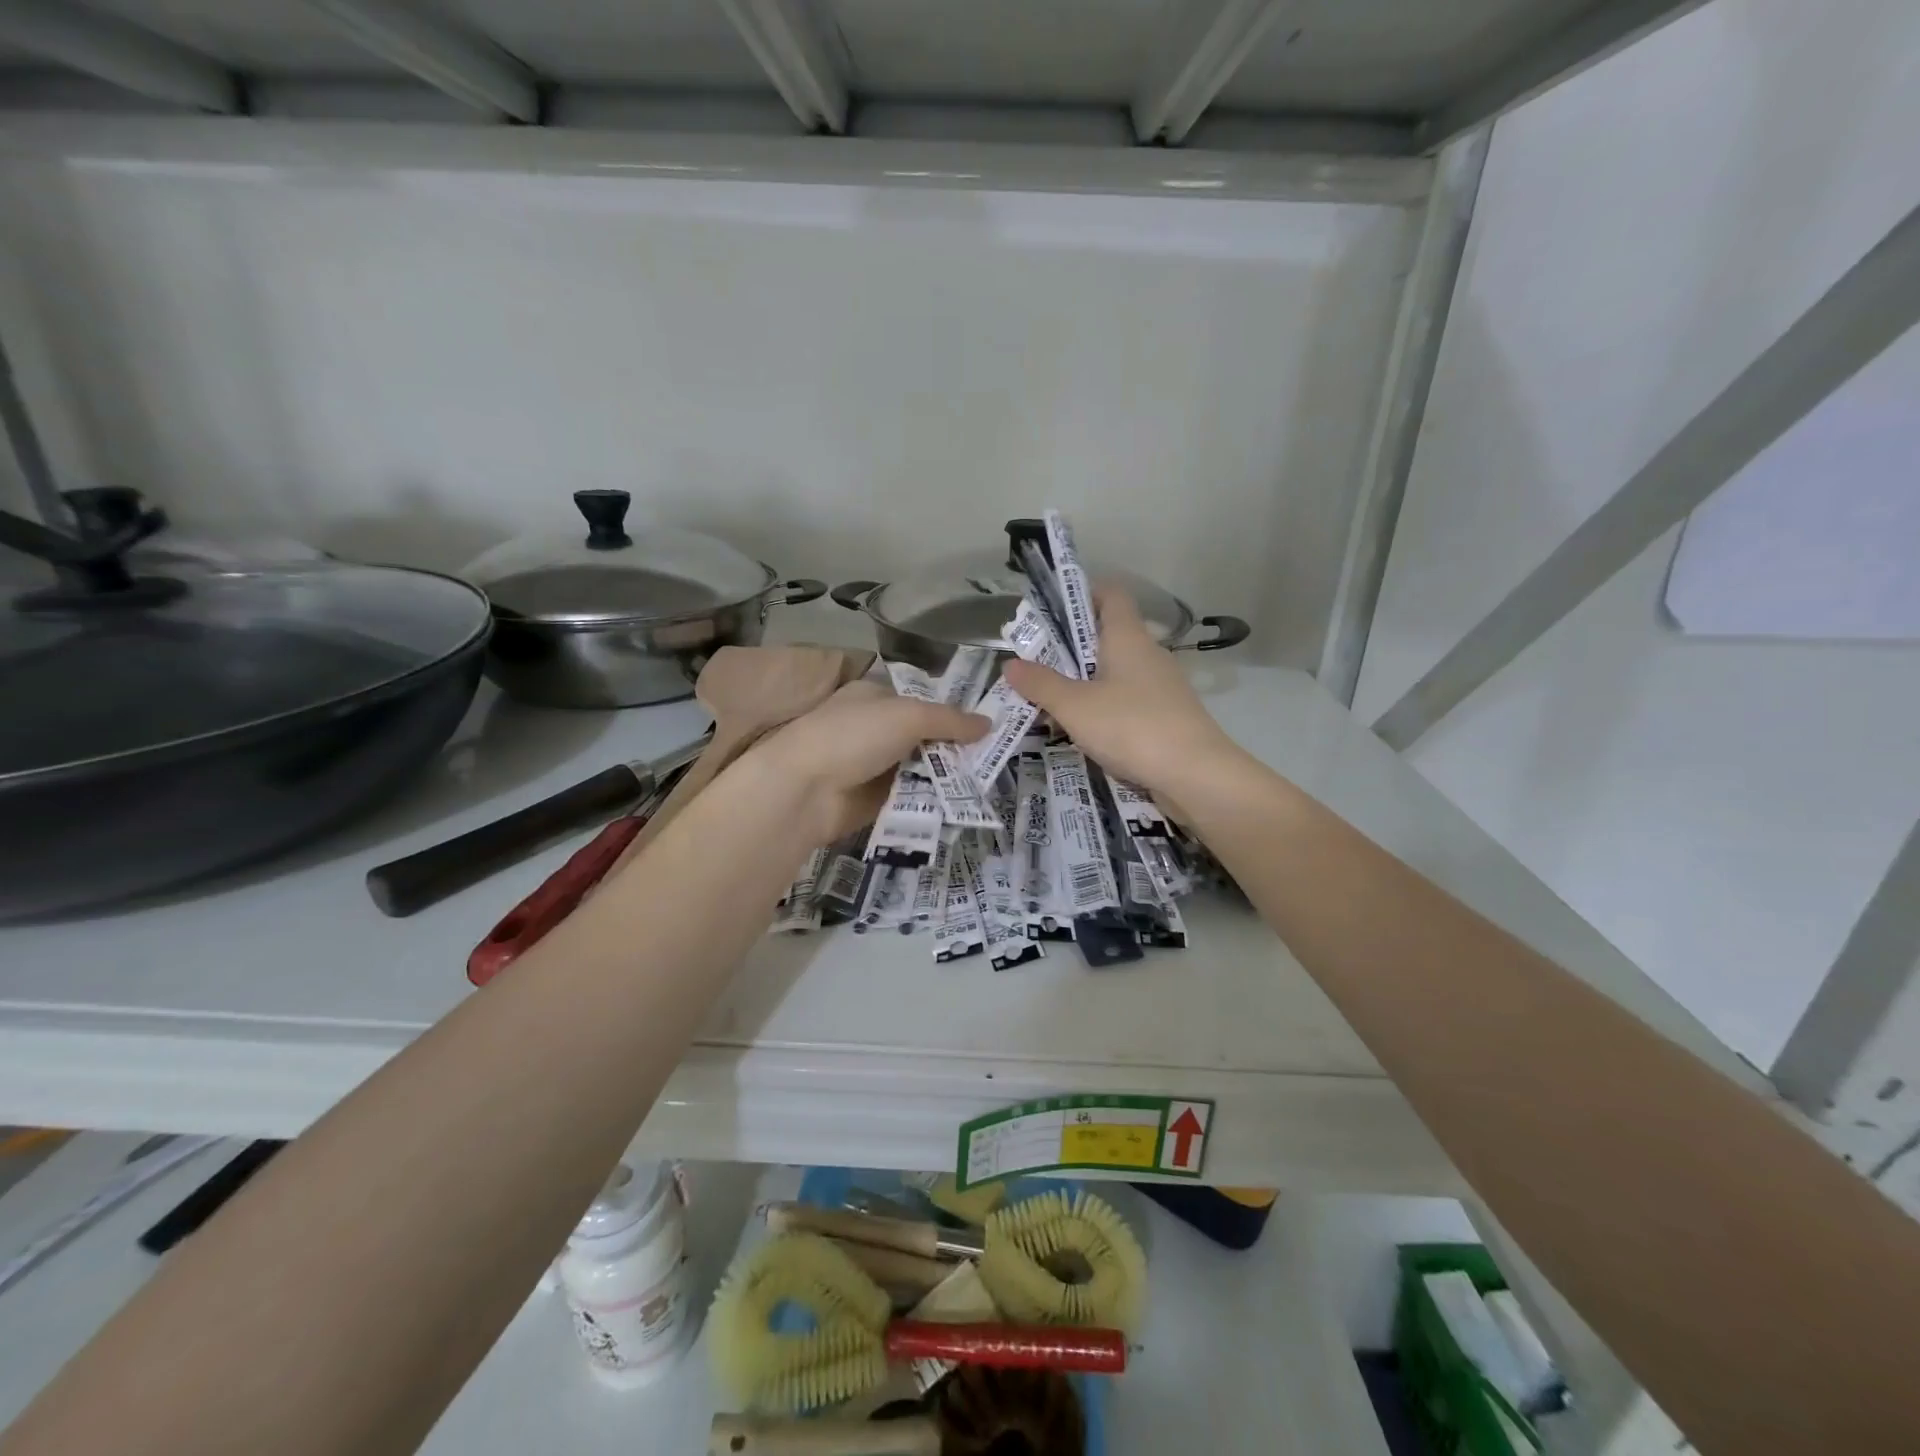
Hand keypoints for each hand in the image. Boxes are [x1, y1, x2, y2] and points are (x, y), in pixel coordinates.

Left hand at [746, 679, 988, 843]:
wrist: (805, 790)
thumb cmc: (853, 736)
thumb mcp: (908, 716)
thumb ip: (950, 720)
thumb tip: (989, 723)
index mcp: (874, 697)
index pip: (921, 701)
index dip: (951, 713)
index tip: (985, 728)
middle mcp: (873, 728)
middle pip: (924, 737)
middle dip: (953, 748)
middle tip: (993, 759)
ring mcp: (873, 765)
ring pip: (920, 768)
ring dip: (946, 776)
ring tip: (985, 783)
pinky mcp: (874, 799)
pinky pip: (911, 796)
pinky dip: (931, 799)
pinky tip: (961, 804)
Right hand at [1002, 586, 1236, 805]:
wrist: (1196, 775)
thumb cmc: (1132, 727)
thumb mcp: (1075, 706)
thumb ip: (1040, 684)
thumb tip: (1009, 663)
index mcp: (1128, 637)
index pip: (1111, 594)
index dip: (1083, 593)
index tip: (1052, 612)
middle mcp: (1148, 653)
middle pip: (1108, 635)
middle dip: (1071, 647)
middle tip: (1036, 663)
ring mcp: (1161, 686)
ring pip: (1116, 672)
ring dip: (1085, 681)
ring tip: (1050, 700)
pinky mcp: (1167, 715)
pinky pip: (1127, 700)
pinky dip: (1103, 707)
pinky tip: (1083, 730)